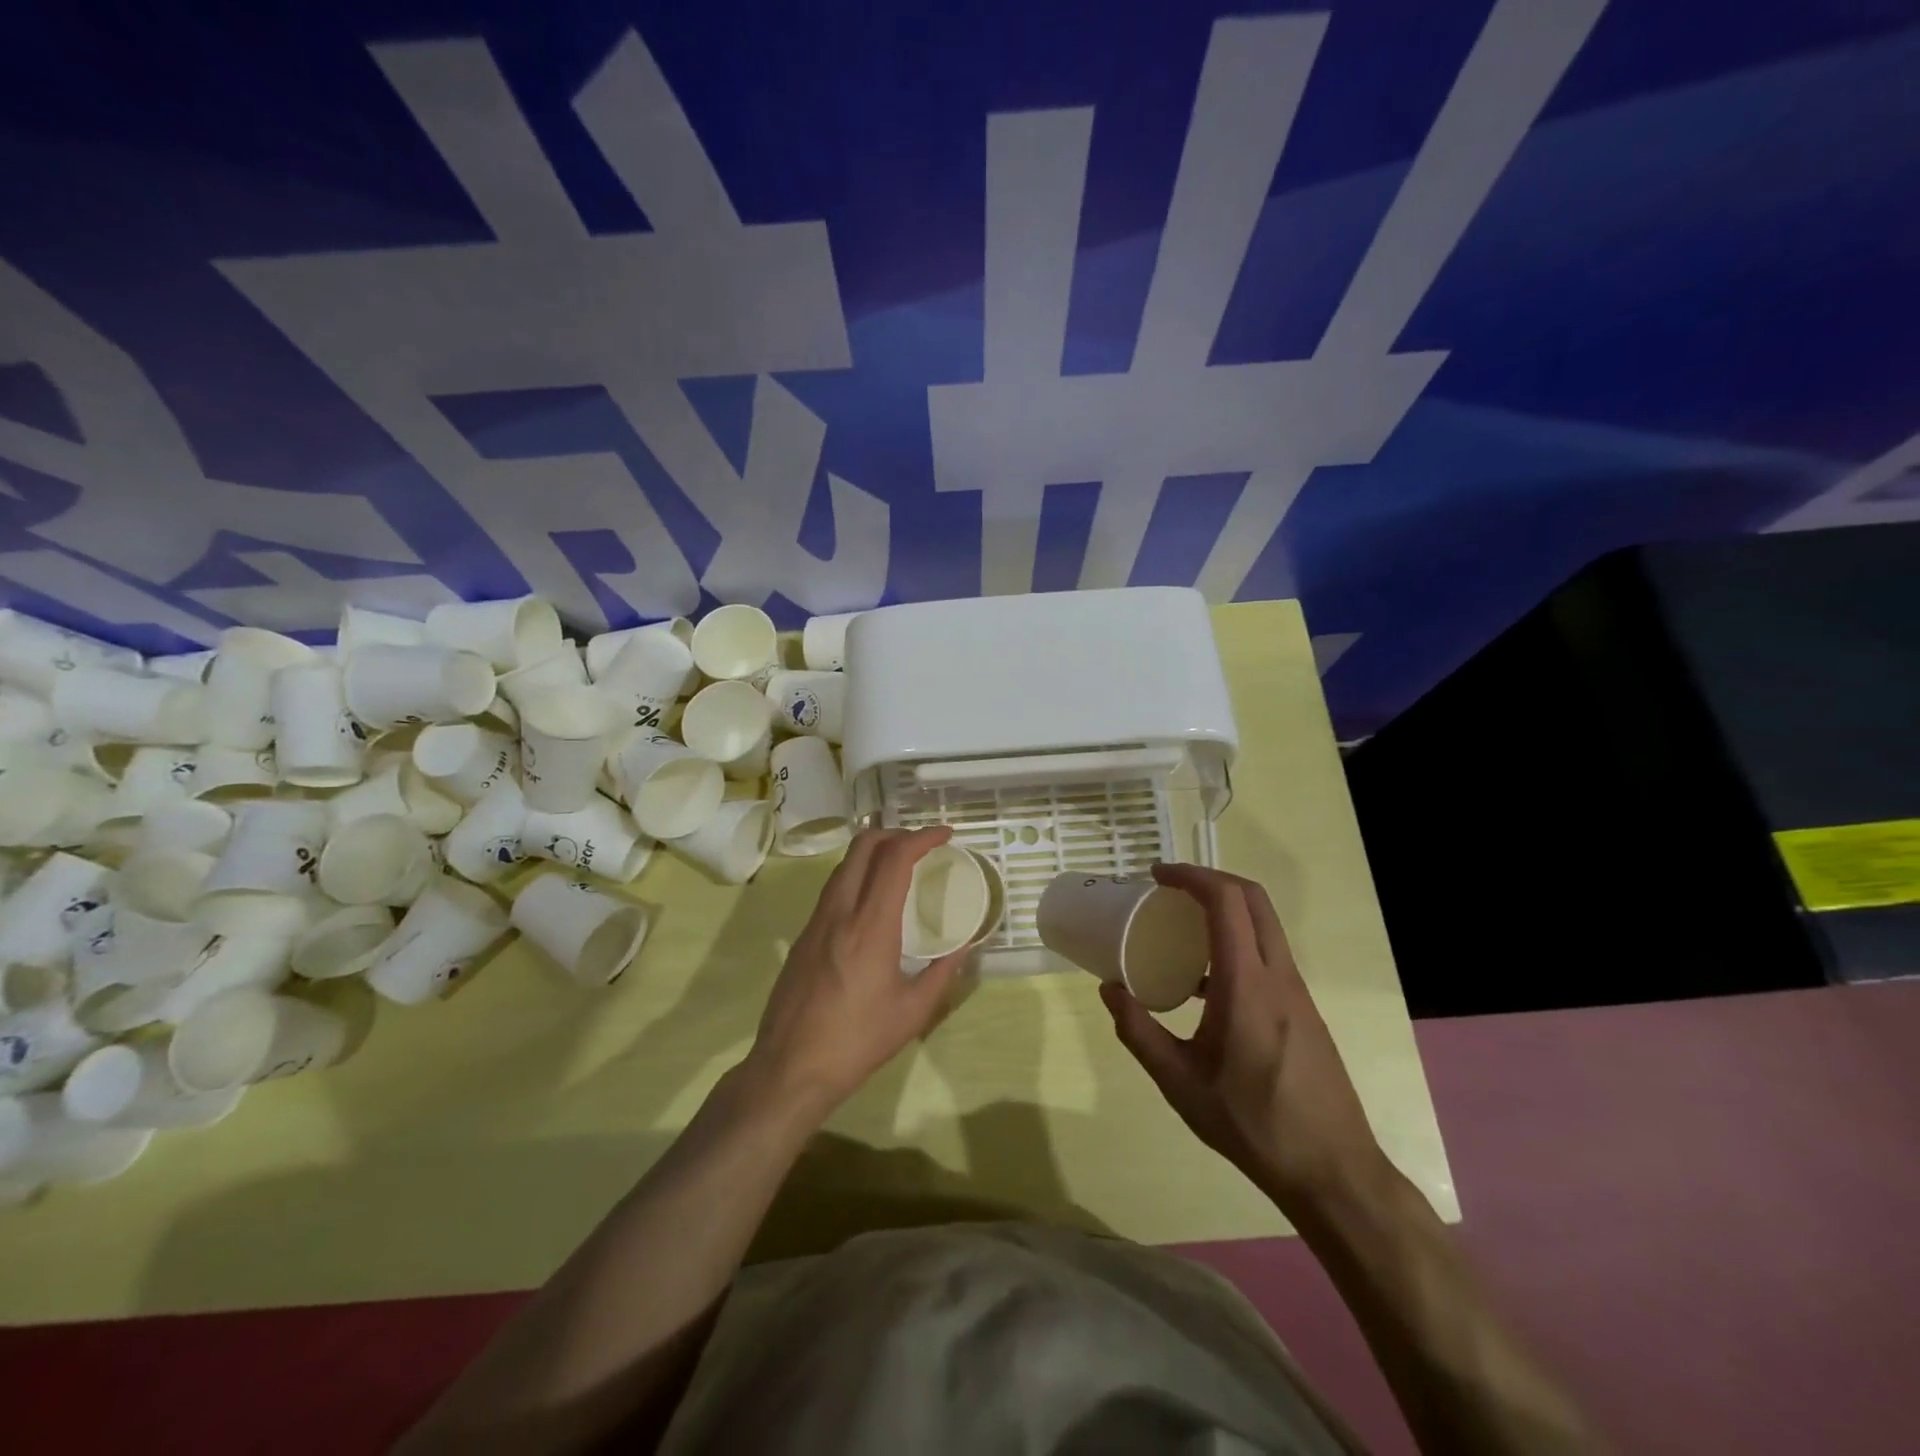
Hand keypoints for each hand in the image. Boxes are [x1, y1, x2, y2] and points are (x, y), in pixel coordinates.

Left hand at [744, 827, 968, 1120]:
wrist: (790, 1069)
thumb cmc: (857, 1042)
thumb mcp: (912, 1013)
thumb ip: (942, 974)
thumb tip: (964, 948)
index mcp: (870, 926)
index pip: (895, 858)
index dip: (922, 837)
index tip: (945, 835)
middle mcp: (840, 912)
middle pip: (863, 846)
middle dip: (896, 833)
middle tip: (922, 846)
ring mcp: (815, 922)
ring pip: (844, 865)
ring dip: (874, 852)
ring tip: (900, 867)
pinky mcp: (803, 936)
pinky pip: (833, 888)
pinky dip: (857, 876)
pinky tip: (872, 901)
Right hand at [1101, 863, 1387, 1219]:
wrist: (1332, 1170)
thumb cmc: (1251, 1124)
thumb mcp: (1179, 1082)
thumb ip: (1139, 1032)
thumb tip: (1108, 989)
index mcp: (1247, 985)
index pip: (1226, 901)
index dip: (1191, 876)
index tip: (1156, 876)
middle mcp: (1278, 975)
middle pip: (1252, 898)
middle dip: (1209, 879)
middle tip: (1168, 889)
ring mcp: (1297, 992)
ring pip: (1264, 924)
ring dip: (1225, 908)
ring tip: (1181, 926)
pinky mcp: (1303, 1009)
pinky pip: (1268, 953)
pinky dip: (1236, 940)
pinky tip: (1205, 981)